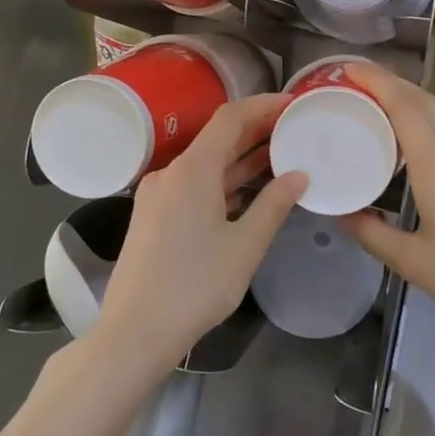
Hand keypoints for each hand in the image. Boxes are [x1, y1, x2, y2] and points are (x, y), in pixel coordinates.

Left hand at [94, 93, 307, 374]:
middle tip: (294, 128)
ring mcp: (158, 194)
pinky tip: (248, 190)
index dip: (262, 106)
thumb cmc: (196, 286)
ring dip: (240, 159)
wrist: (135, 331)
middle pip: (216, 139)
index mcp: (192, 170)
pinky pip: (194, 185)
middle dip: (255, 131)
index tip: (292, 104)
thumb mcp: (245, 245)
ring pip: (206, 164)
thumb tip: (299, 175)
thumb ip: (274, 205)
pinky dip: (223, 182)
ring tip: (281, 155)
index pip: (230, 118)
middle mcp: (171, 172)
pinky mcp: (154, 216)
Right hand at [340, 64, 434, 343]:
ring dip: (408, 102)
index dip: (375, 80)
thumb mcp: (414, 263)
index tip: (347, 68)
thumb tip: (342, 214)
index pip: (404, 106)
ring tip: (375, 109)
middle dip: (389, 82)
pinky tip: (411, 147)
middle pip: (424, 101)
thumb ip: (373, 234)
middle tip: (353, 83)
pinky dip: (425, 124)